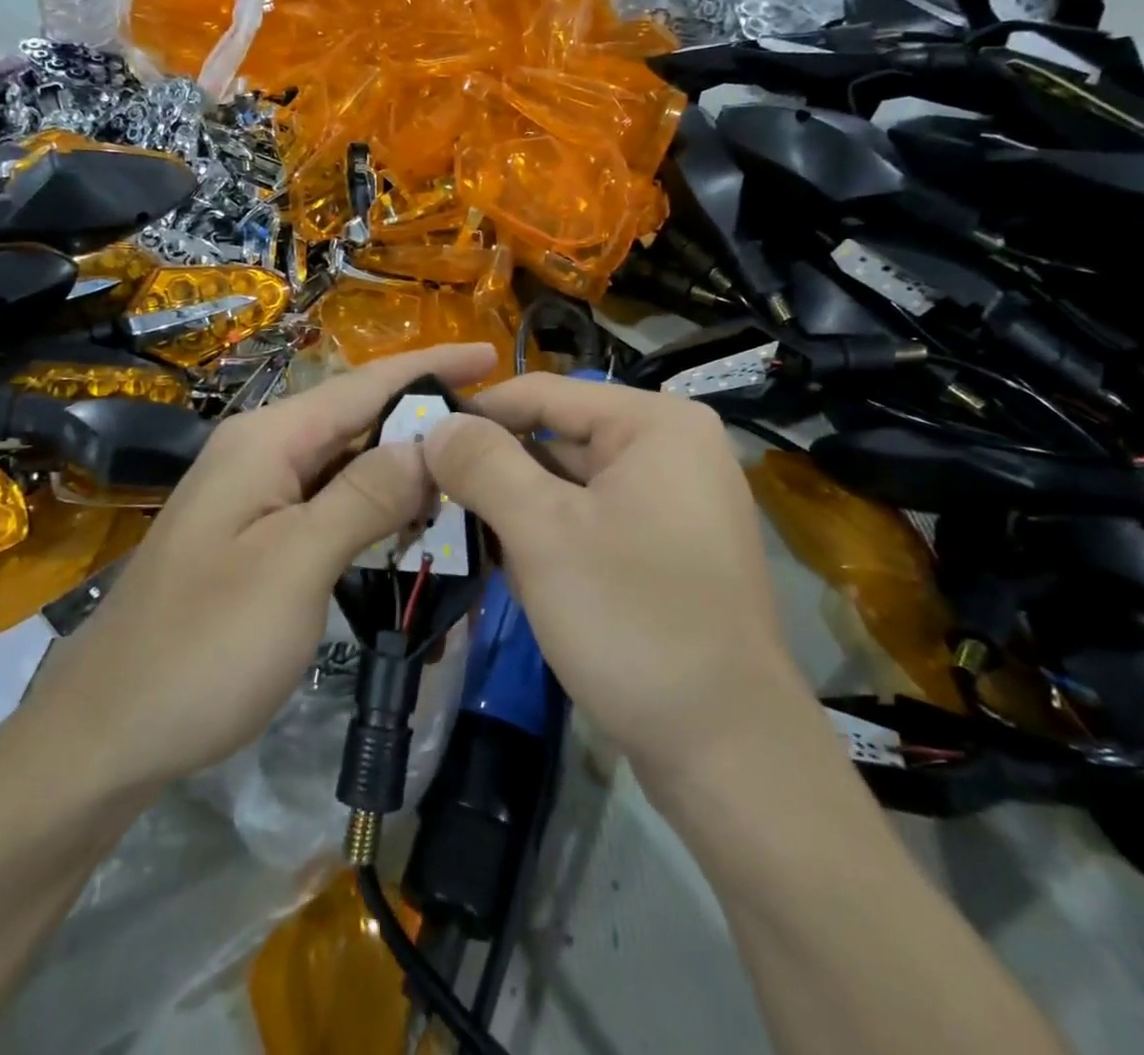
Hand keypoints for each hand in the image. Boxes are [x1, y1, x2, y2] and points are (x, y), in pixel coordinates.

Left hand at [41, 344, 498, 793]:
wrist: (108, 732)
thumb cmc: (203, 648)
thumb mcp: (294, 567)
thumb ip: (363, 497)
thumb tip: (427, 443)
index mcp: (266, 441)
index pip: (364, 385)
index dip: (429, 366)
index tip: (491, 355)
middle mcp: (261, 453)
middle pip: (357, 418)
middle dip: (424, 417)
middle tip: (498, 428)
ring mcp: (256, 495)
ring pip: (348, 463)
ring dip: (404, 466)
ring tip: (471, 472)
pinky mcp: (259, 535)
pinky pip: (331, 502)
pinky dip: (377, 507)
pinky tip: (414, 523)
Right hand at [421, 375, 799, 786]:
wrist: (727, 750)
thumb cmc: (633, 620)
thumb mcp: (543, 532)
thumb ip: (484, 465)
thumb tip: (437, 424)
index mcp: (655, 423)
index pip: (543, 393)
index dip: (475, 414)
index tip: (415, 440)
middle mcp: (672, 449)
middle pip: (557, 437)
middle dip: (493, 468)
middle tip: (426, 494)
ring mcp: (674, 502)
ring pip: (571, 484)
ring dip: (514, 506)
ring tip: (454, 528)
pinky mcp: (667, 550)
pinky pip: (592, 520)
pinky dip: (547, 535)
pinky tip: (503, 561)